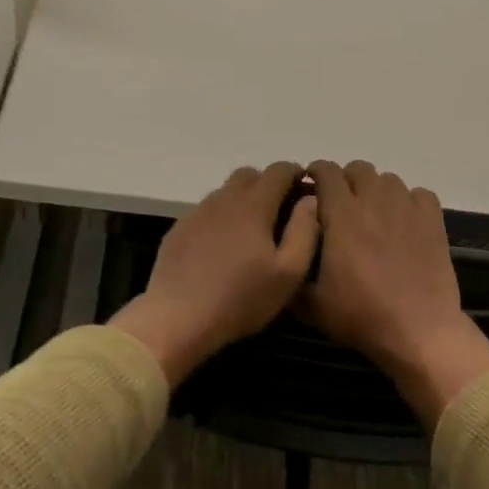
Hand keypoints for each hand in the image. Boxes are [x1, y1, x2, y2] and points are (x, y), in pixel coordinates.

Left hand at [112, 162, 319, 384]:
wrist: (178, 317)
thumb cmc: (241, 298)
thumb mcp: (288, 273)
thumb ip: (304, 231)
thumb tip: (310, 200)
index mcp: (253, 205)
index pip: (279, 171)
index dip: (295, 173)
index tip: (305, 188)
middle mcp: (223, 199)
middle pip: (249, 174)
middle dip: (268, 183)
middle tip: (280, 210)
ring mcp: (197, 213)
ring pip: (225, 192)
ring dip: (242, 200)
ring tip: (252, 231)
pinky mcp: (179, 229)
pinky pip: (206, 212)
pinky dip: (221, 218)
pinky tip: (222, 247)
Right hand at [300, 160, 488, 429]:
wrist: (418, 331)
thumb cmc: (361, 315)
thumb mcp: (311, 304)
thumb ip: (293, 270)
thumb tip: (283, 252)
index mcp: (341, 214)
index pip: (326, 171)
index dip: (315, 173)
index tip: (310, 188)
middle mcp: (374, 201)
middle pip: (358, 169)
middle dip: (345, 180)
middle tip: (341, 204)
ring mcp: (407, 208)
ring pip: (388, 179)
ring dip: (376, 190)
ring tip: (373, 213)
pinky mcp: (433, 221)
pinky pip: (419, 194)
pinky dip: (409, 201)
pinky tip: (404, 221)